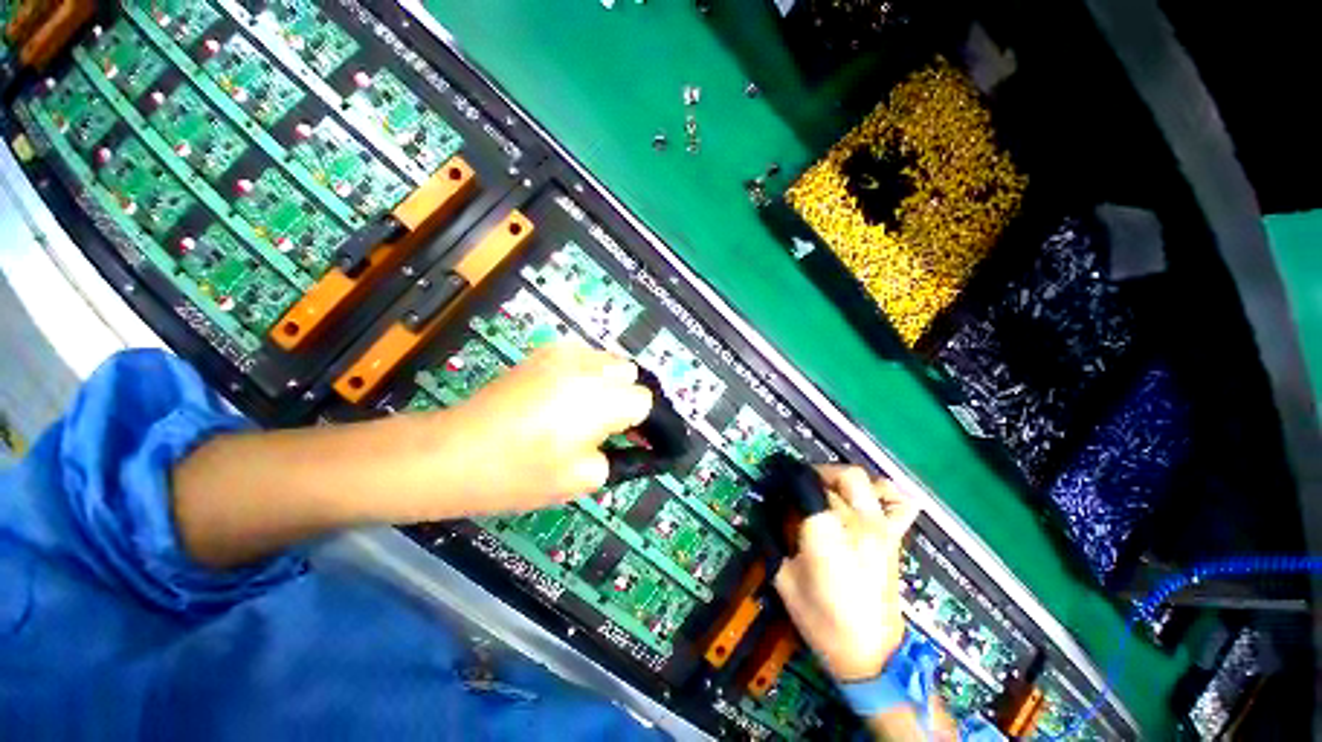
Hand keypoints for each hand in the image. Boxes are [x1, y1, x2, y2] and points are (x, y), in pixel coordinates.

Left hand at [437, 342, 652, 512]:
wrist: (454, 453)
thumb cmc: (520, 473)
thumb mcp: (583, 479)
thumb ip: (621, 457)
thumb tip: (633, 443)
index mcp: (602, 399)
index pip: (644, 400)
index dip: (643, 423)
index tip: (634, 441)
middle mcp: (588, 367)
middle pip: (629, 373)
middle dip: (626, 398)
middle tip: (606, 428)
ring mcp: (563, 354)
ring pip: (607, 361)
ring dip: (608, 383)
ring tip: (583, 412)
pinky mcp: (542, 352)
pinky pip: (582, 357)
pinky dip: (585, 374)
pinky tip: (562, 397)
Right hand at [773, 466, 919, 682]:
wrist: (870, 655)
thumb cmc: (820, 619)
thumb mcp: (783, 578)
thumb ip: (772, 538)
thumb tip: (764, 510)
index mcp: (825, 532)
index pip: (806, 485)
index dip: (787, 479)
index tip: (776, 483)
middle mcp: (856, 522)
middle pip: (835, 476)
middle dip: (812, 474)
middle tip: (797, 487)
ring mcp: (880, 528)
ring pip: (862, 479)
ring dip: (840, 477)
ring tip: (827, 490)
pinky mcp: (894, 538)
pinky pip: (898, 502)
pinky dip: (883, 492)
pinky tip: (867, 499)